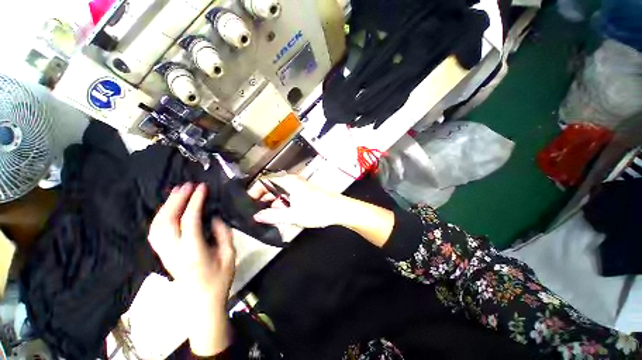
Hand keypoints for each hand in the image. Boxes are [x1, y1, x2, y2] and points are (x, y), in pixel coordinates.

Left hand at [148, 183, 234, 355]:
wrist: (201, 302)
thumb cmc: (220, 279)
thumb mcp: (230, 254)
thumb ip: (223, 233)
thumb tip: (214, 216)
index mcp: (193, 252)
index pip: (190, 220)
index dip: (195, 201)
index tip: (202, 188)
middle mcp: (174, 251)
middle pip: (167, 221)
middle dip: (176, 200)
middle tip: (187, 185)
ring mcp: (164, 254)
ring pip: (157, 225)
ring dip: (166, 206)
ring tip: (177, 192)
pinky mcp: (162, 255)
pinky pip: (155, 232)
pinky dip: (160, 217)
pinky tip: (168, 209)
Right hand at [248, 174, 344, 228]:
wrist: (337, 209)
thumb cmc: (316, 210)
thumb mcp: (293, 215)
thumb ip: (273, 215)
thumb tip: (257, 216)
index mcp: (287, 182)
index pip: (264, 181)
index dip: (254, 191)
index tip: (248, 202)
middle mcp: (291, 181)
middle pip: (271, 186)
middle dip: (263, 198)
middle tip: (255, 211)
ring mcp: (298, 186)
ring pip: (279, 191)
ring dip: (272, 202)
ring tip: (266, 215)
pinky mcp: (303, 191)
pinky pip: (287, 195)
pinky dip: (281, 203)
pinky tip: (280, 213)